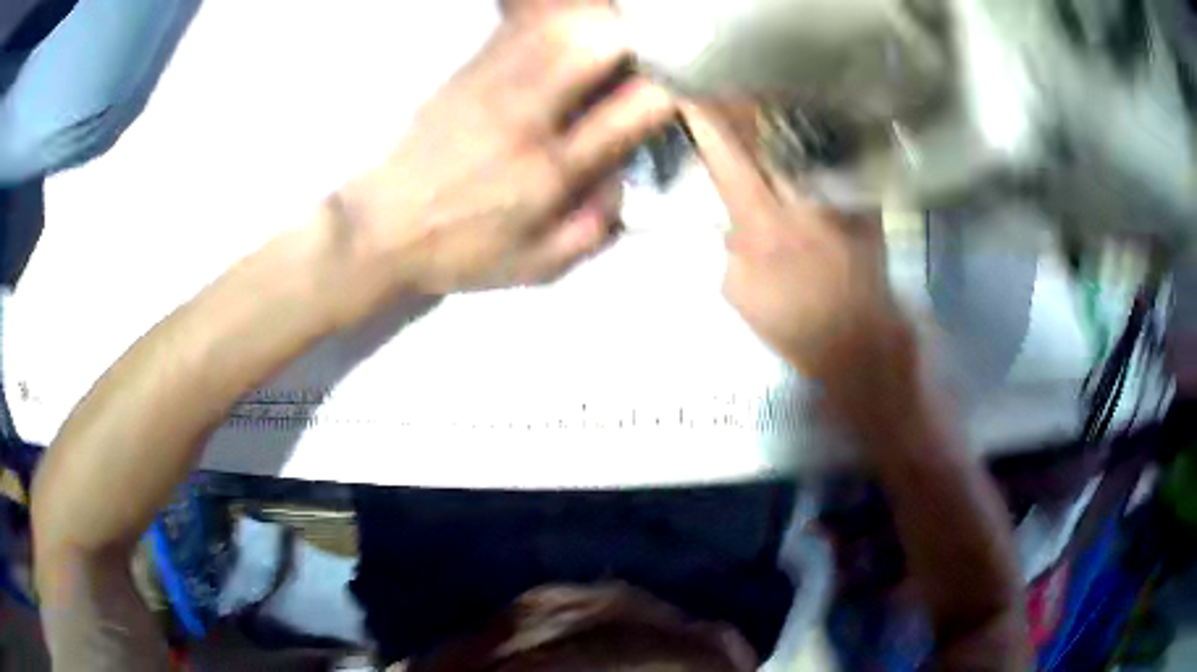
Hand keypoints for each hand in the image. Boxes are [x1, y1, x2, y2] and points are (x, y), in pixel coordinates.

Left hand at [338, 8, 674, 293]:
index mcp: (552, 171)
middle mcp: (527, 116)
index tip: (685, 85)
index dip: (675, 87)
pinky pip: (521, 26)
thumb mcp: (536, 267)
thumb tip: (628, 180)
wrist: (376, 229)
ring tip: (616, 35)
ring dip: (600, 20)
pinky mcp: (466, 70)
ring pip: (561, 23)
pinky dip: (557, 17)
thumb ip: (595, 228)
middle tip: (651, 48)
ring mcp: (492, 84)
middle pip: (597, 43)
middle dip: (639, 36)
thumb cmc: (457, 253)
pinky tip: (570, 24)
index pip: (637, 108)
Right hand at [682, 103, 908, 379]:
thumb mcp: (737, 290)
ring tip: (757, 83)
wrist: (857, 340)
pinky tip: (801, 115)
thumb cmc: (792, 323)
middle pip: (766, 132)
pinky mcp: (862, 198)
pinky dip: (813, 132)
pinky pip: (833, 153)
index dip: (706, 119)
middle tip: (723, 73)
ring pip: (801, 136)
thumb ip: (729, 242)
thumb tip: (728, 210)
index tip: (689, 89)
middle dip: (741, 98)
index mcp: (762, 222)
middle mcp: (800, 197)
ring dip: (776, 107)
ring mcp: (835, 194)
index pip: (726, 156)